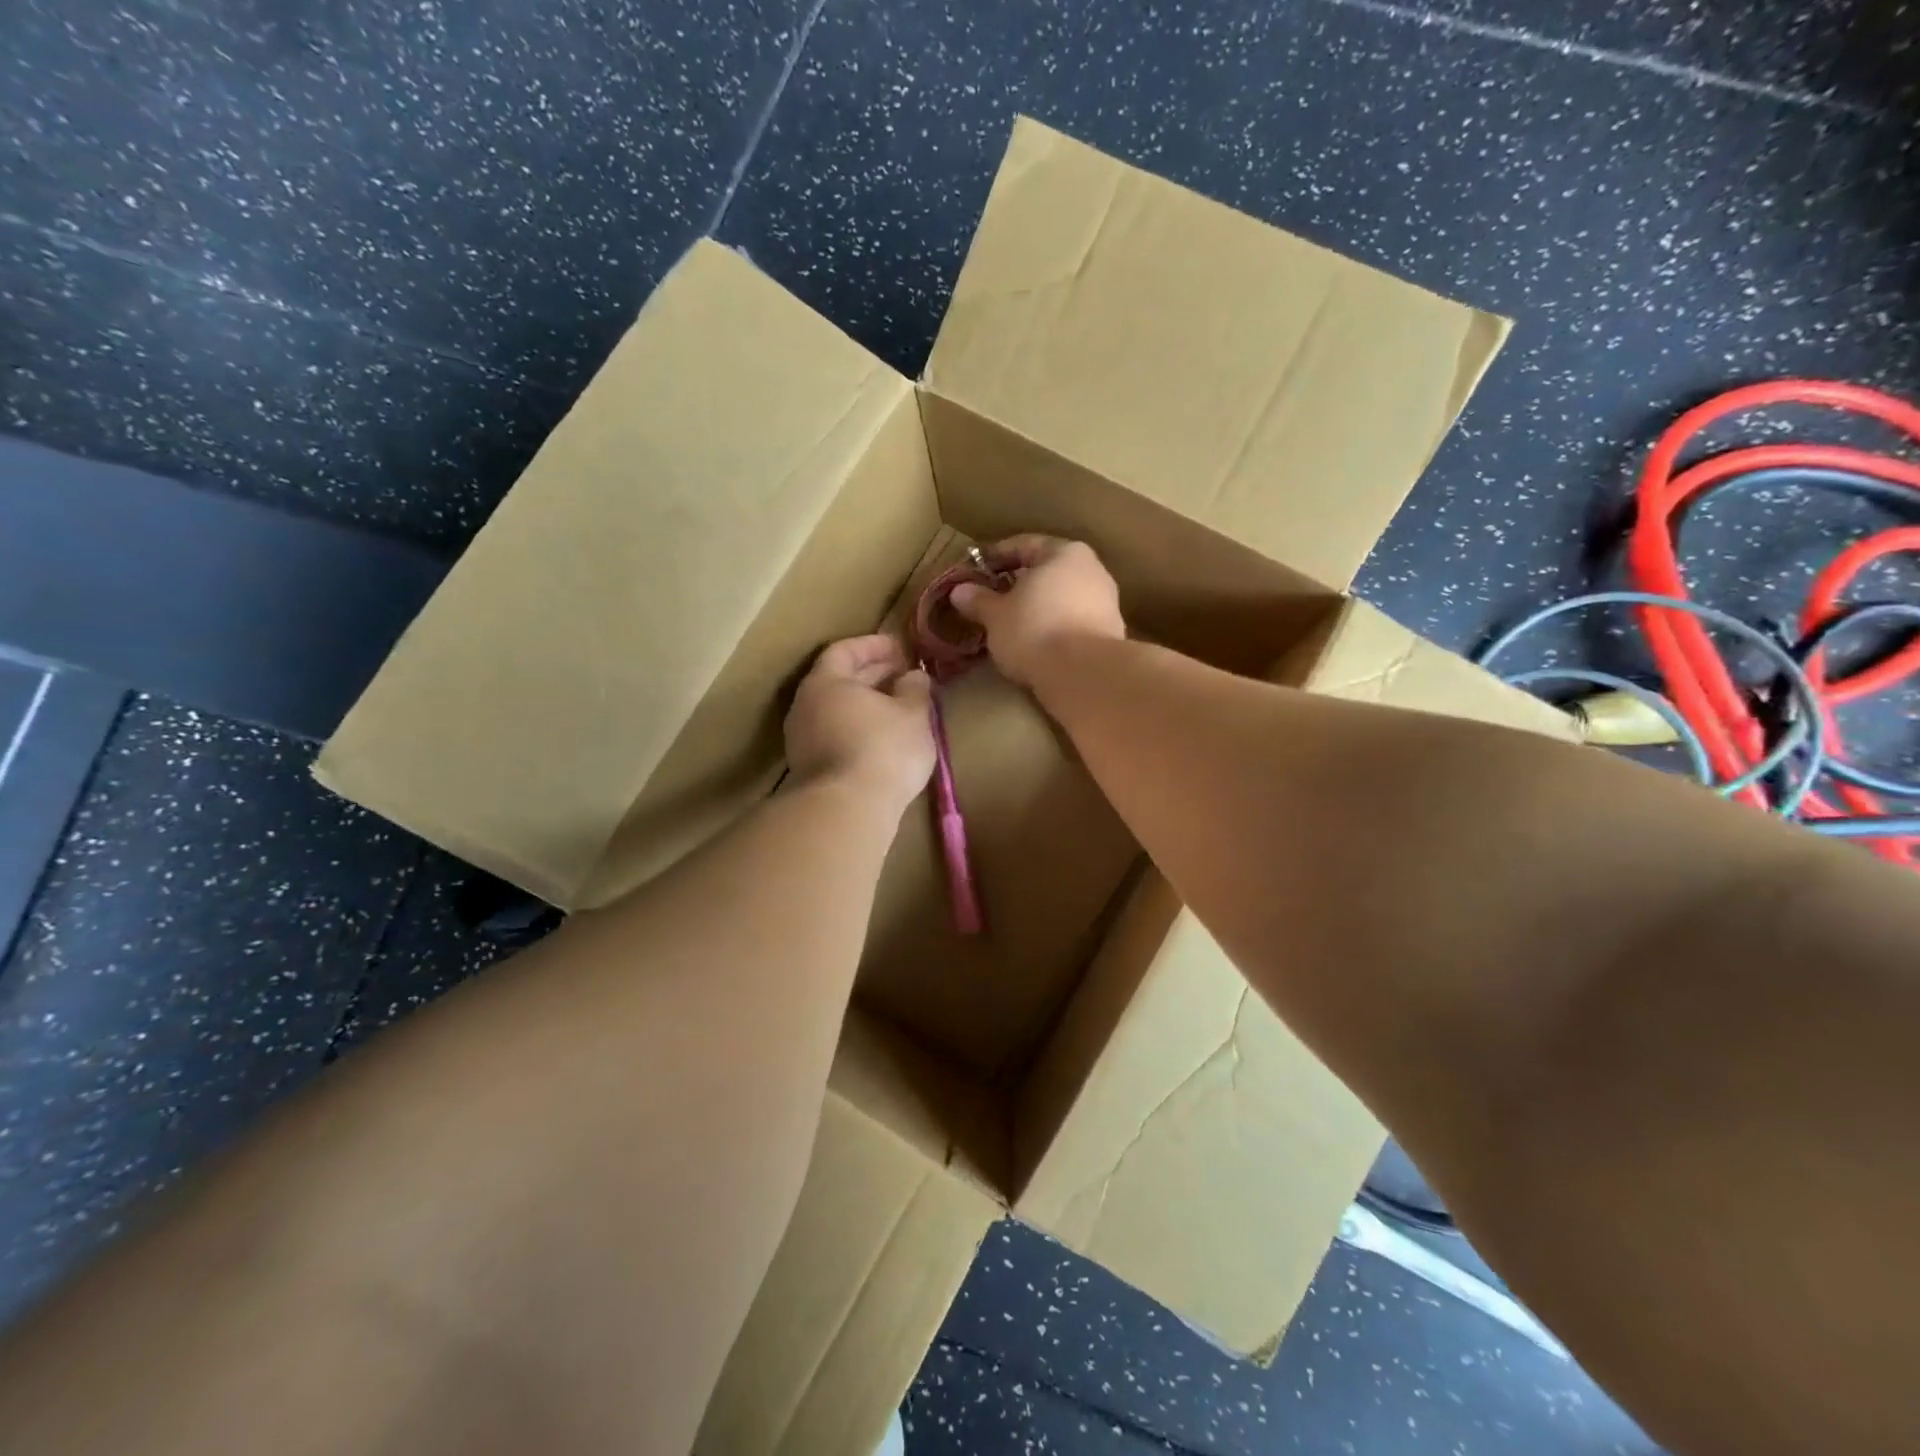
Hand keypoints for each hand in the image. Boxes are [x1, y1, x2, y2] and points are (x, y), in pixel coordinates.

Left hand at [784, 634, 934, 808]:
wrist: (846, 810)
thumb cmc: (883, 749)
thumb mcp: (913, 714)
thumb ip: (915, 689)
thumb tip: (914, 676)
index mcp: (826, 682)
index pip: (845, 650)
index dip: (873, 645)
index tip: (900, 647)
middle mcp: (806, 706)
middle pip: (838, 680)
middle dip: (872, 674)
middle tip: (902, 673)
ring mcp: (802, 740)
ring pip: (836, 710)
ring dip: (866, 703)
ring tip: (897, 707)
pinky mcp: (809, 769)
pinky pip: (835, 735)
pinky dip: (858, 728)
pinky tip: (882, 739)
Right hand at [949, 536, 1124, 685]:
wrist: (1085, 675)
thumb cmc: (1035, 631)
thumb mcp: (996, 616)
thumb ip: (978, 600)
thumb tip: (959, 591)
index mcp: (1065, 552)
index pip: (1025, 544)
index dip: (996, 556)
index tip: (975, 570)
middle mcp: (1092, 569)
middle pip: (1047, 571)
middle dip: (1019, 583)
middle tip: (991, 598)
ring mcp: (1106, 602)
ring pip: (1061, 597)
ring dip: (1037, 607)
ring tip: (1011, 625)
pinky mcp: (1110, 633)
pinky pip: (1073, 621)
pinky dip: (1053, 626)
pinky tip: (1036, 643)